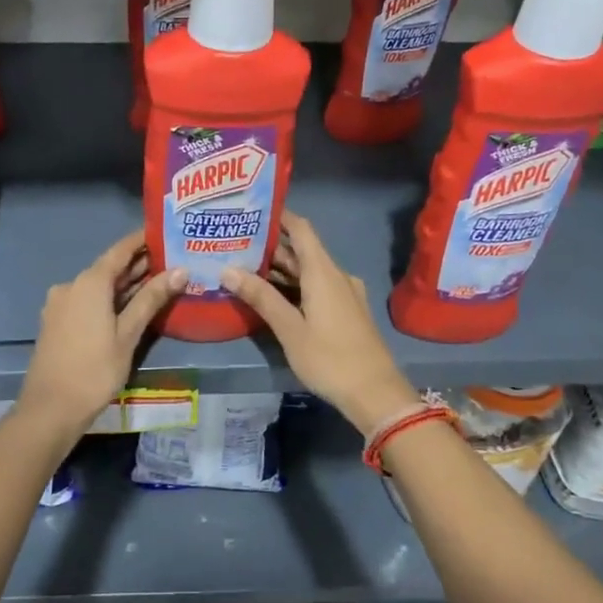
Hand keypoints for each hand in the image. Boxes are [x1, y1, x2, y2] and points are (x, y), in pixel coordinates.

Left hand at [18, 232, 185, 440]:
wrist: (50, 409)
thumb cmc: (94, 369)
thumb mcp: (128, 334)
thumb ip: (151, 299)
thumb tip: (180, 271)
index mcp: (89, 282)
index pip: (120, 250)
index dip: (142, 241)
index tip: (165, 233)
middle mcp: (71, 285)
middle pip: (109, 268)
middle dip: (138, 265)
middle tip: (171, 261)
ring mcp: (60, 304)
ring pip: (98, 286)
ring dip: (124, 284)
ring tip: (158, 283)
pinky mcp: (56, 321)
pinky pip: (87, 301)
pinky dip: (108, 299)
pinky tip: (129, 306)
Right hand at [222, 212, 417, 433]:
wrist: (376, 393)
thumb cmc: (330, 358)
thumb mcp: (290, 329)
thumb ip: (261, 297)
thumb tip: (227, 269)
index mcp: (323, 272)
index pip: (300, 229)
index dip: (279, 215)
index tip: (252, 209)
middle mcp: (335, 275)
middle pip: (302, 251)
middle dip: (270, 247)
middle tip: (235, 243)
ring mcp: (344, 294)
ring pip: (308, 272)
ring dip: (280, 269)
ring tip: (244, 267)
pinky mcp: (345, 312)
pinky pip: (316, 288)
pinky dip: (293, 286)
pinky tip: (271, 296)